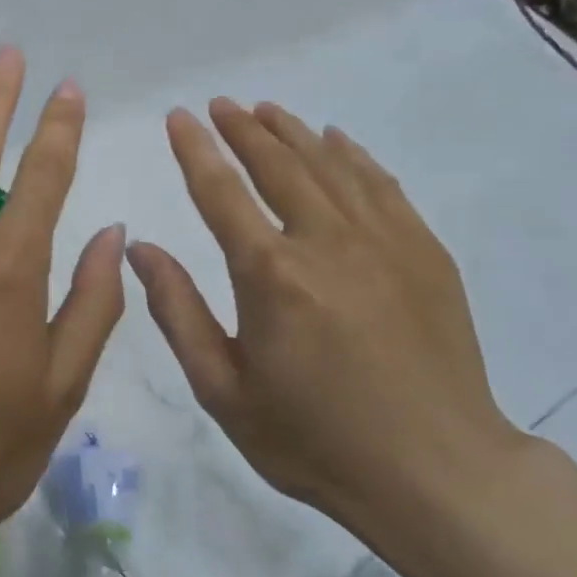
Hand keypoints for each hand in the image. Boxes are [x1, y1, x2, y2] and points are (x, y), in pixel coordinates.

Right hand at [125, 99, 528, 576]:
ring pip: (330, 164)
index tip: (179, 116)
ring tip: (267, 109)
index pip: (221, 191)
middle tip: (221, 104)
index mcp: (270, 274)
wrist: (436, 473)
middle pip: (278, 164)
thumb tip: (140, 247)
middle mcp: (326, 241)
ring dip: (293, 132)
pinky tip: (337, 141)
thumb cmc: (314, 439)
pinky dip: (352, 156)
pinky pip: (381, 185)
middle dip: (243, 128)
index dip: (195, 149)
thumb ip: (178, 311)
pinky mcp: (424, 252)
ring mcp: (384, 241)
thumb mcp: (223, 389)